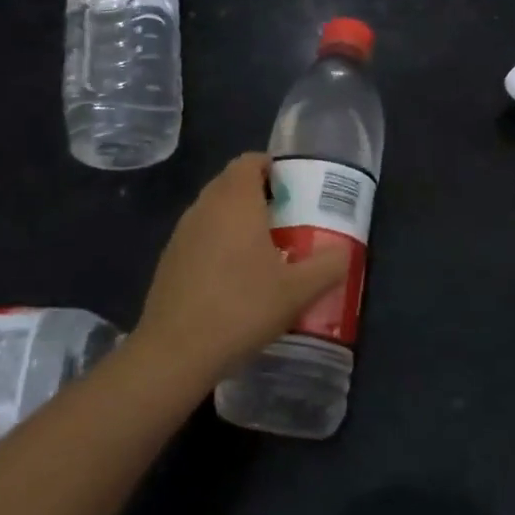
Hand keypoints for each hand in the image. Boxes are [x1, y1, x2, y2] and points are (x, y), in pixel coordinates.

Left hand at [133, 154, 349, 384]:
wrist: (174, 353)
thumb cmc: (241, 309)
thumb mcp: (298, 291)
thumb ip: (328, 265)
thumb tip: (345, 251)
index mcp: (235, 201)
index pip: (250, 161)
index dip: (273, 168)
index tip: (296, 189)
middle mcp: (205, 207)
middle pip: (232, 182)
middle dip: (260, 193)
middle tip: (289, 219)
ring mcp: (182, 233)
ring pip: (215, 210)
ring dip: (238, 219)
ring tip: (266, 249)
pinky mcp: (169, 260)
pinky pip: (201, 235)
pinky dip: (219, 242)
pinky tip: (235, 278)